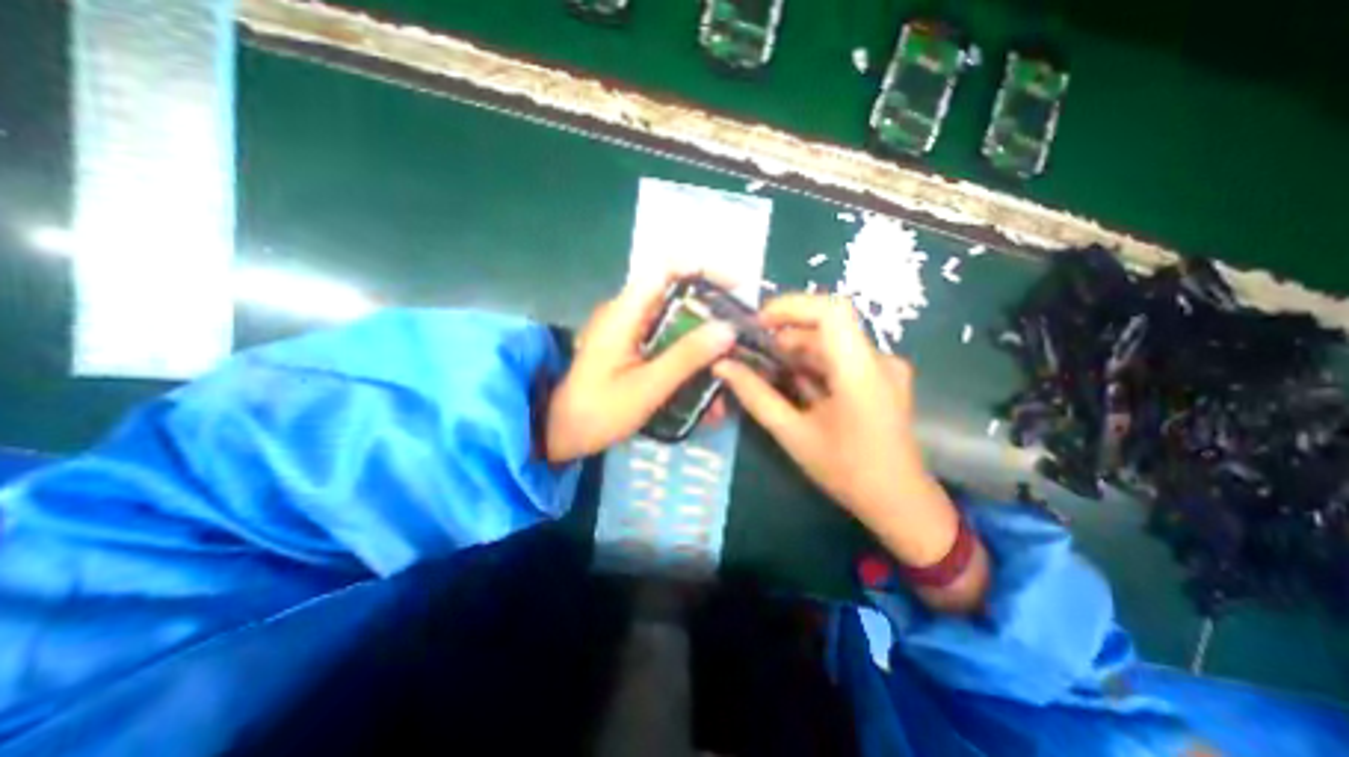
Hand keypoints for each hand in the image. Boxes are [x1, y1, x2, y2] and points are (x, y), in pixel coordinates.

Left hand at [547, 276, 736, 462]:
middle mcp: (627, 313)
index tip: (736, 290)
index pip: (666, 270)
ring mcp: (629, 331)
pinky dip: (688, 359)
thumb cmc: (598, 412)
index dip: (703, 271)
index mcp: (624, 313)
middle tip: (740, 336)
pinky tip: (704, 387)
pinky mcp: (631, 348)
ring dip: (703, 343)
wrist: (560, 434)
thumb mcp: (647, 387)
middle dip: (712, 315)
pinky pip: (666, 343)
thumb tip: (727, 328)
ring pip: (675, 323)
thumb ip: (686, 357)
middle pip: (677, 296)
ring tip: (727, 368)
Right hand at [709, 293, 963, 569]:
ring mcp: (883, 368)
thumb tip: (722, 366)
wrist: (899, 503)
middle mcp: (878, 359)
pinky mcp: (880, 378)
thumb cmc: (846, 471)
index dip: (791, 306)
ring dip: (795, 352)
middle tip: (750, 353)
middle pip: (826, 326)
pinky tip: (793, 384)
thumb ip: (756, 396)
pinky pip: (840, 358)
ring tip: (765, 371)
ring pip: (831, 342)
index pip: (831, 310)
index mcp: (860, 371)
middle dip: (784, 334)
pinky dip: (812, 365)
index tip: (757, 322)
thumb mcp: (793, 434)